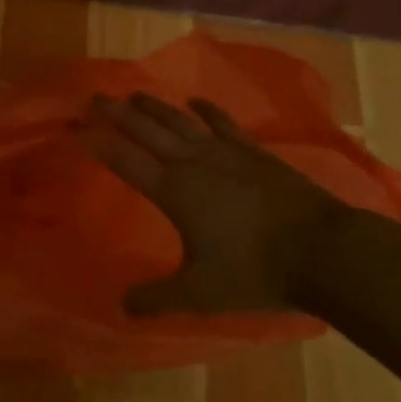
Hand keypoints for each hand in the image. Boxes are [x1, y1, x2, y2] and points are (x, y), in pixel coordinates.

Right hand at [82, 92, 353, 314]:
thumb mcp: (200, 293)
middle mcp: (192, 163)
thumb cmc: (255, 272)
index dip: (101, 144)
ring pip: (179, 121)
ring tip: (133, 94)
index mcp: (173, 191)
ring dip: (154, 106)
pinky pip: (223, 123)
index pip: (127, 161)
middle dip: (118, 113)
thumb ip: (157, 298)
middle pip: (147, 130)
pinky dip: (207, 110)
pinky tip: (196, 102)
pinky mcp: (253, 152)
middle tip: (96, 97)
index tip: (79, 128)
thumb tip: (121, 307)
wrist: (321, 250)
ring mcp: (225, 152)